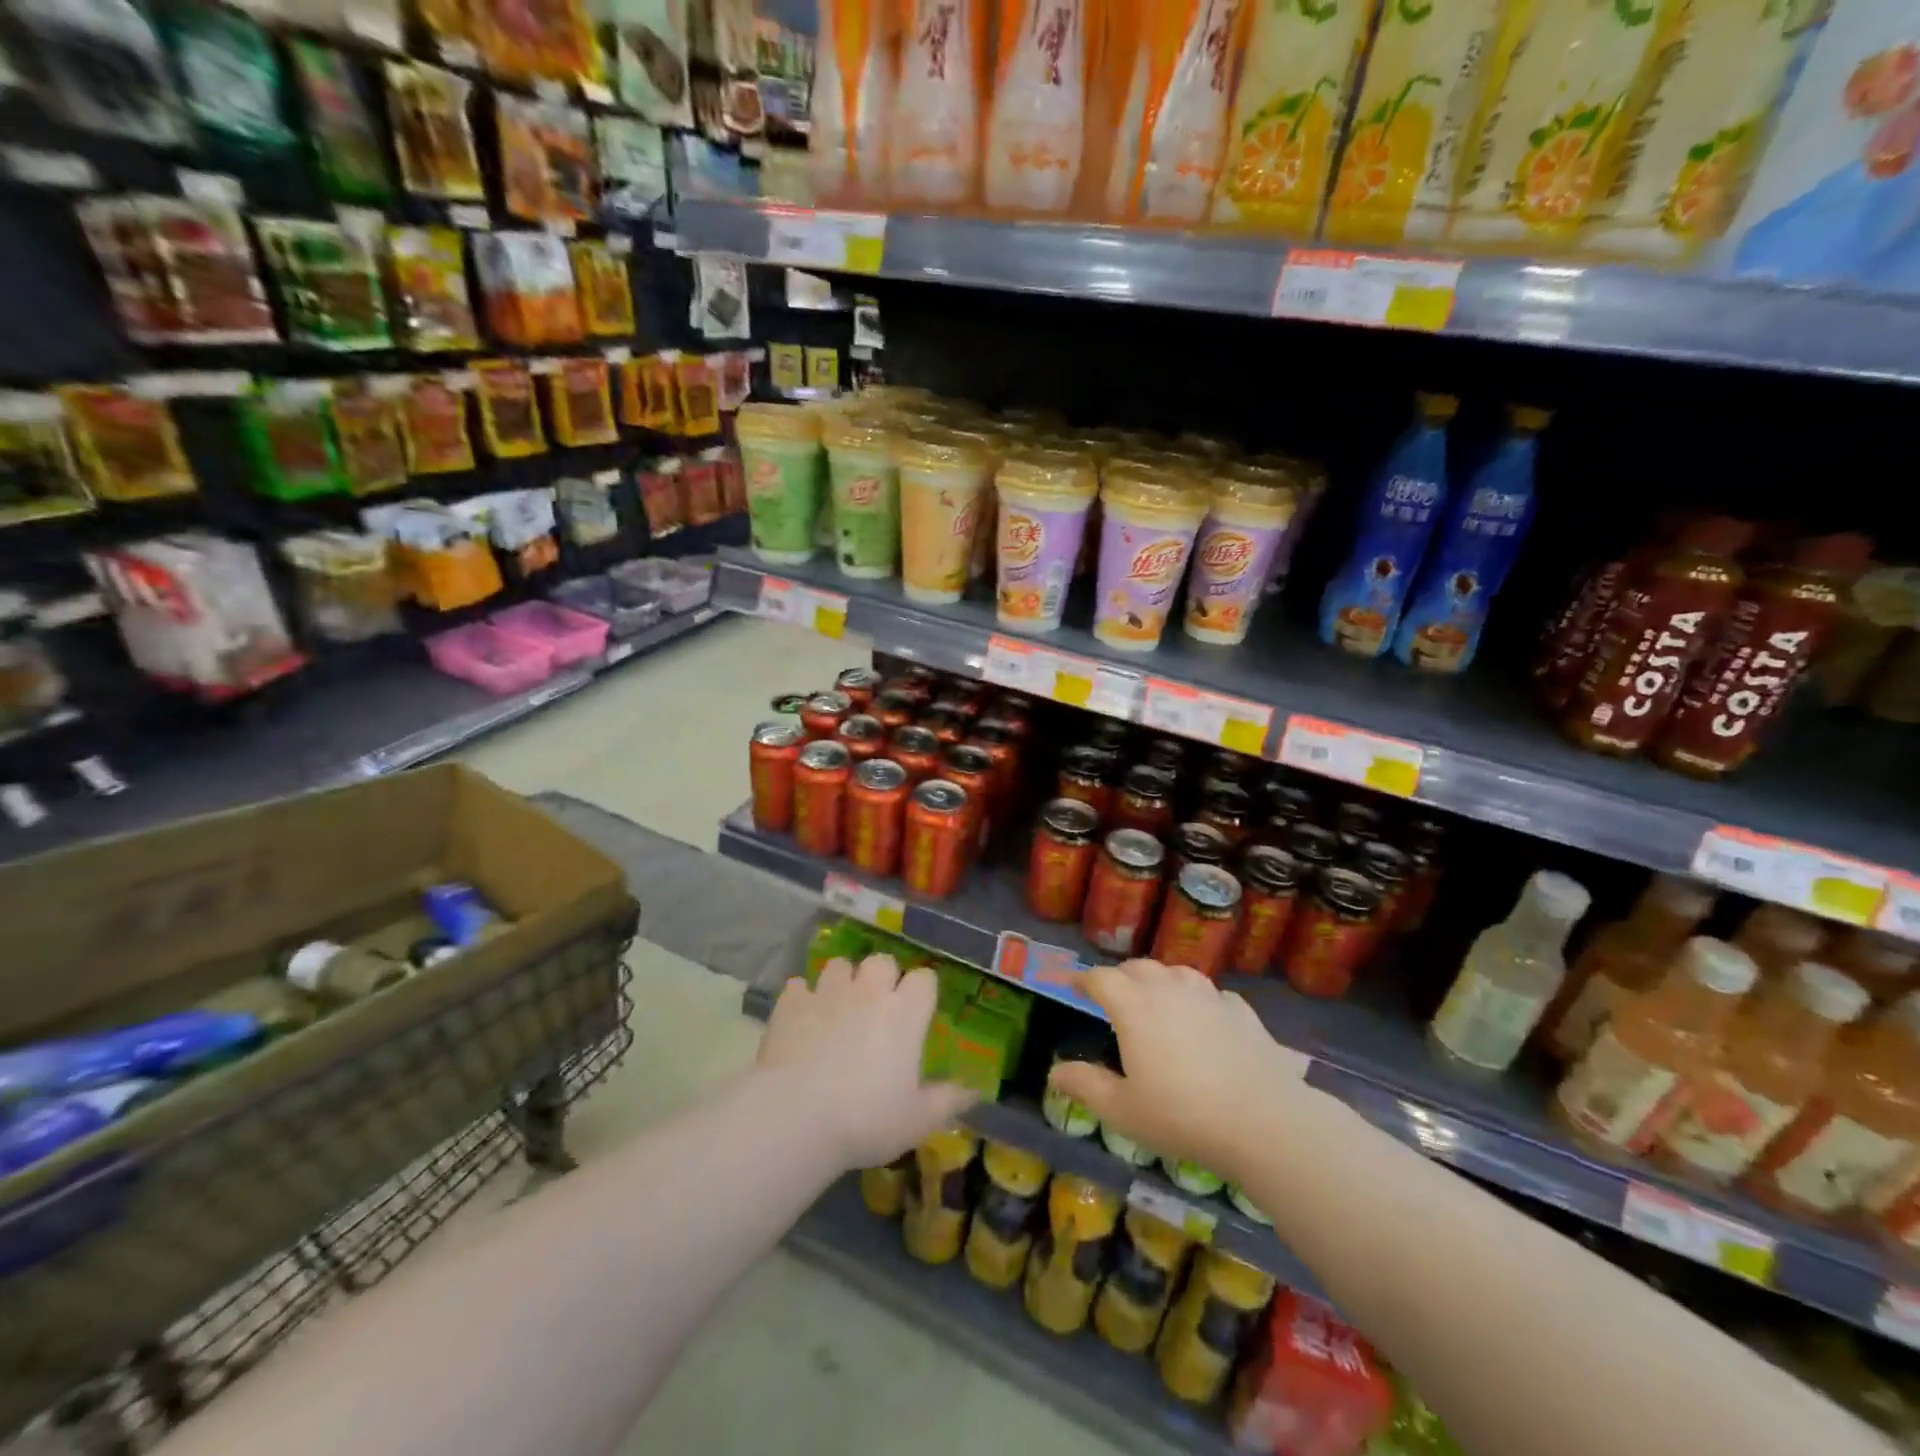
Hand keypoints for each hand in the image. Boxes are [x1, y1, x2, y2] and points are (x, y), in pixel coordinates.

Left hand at [758, 953, 976, 1169]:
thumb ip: (948, 1100)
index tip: (918, 1011)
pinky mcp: (791, 1004)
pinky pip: (798, 986)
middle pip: (882, 961)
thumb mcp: (918, 1120)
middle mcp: (869, 992)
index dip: (922, 991)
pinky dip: (802, 998)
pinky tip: (801, 1017)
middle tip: (878, 1007)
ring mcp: (827, 993)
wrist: (797, 1118)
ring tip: (838, 1006)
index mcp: (905, 1012)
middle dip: (882, 977)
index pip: (925, 978)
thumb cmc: (867, 1119)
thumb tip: (974, 1091)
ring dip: (842, 981)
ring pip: (839, 965)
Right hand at [1047, 960, 1305, 1180]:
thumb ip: (1085, 1085)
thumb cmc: (1182, 1115)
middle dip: (1120, 976)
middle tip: (1113, 996)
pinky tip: (1202, 1018)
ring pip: (1175, 972)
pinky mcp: (1240, 1009)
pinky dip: (1196, 999)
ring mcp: (1208, 995)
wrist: (1263, 1121)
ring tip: (1156, 1000)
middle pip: (1138, 968)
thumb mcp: (1123, 1110)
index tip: (1074, 986)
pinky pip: (1210, 993)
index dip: (1084, 979)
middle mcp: (1168, 989)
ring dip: (1159, 980)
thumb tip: (1054, 1072)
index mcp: (1133, 1006)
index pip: (1100, 978)